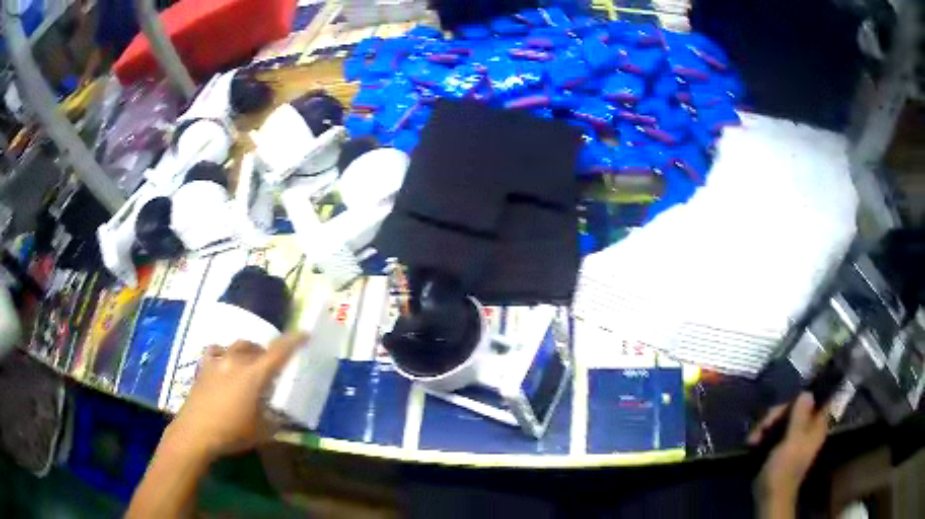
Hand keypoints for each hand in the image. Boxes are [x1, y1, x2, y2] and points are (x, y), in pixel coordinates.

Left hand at [164, 333, 306, 459]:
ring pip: (236, 346)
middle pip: (256, 347)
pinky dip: (223, 353)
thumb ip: (275, 422)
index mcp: (254, 375)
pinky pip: (215, 351)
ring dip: (246, 351)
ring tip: (248, 363)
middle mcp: (236, 361)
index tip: (304, 334)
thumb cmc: (232, 432)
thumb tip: (284, 419)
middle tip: (271, 366)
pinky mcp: (203, 367)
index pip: (278, 352)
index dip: (293, 341)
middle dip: (266, 353)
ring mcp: (217, 362)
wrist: (196, 432)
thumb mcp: (261, 432)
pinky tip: (223, 362)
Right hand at [748, 392, 829, 506]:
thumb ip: (801, 416)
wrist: (770, 496)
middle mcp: (808, 429)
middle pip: (795, 409)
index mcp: (817, 426)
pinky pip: (775, 432)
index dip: (801, 398)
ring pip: (783, 421)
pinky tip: (753, 443)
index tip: (783, 407)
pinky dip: (764, 435)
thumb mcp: (794, 440)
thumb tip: (807, 392)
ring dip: (766, 426)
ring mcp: (795, 439)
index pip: (814, 400)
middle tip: (762, 427)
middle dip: (776, 416)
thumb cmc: (785, 468)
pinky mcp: (781, 448)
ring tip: (752, 439)